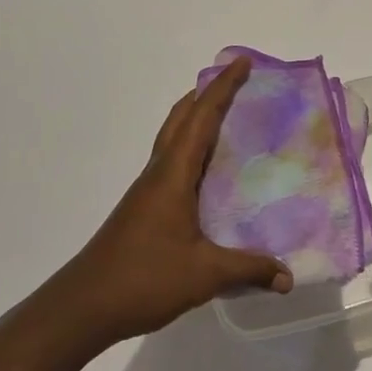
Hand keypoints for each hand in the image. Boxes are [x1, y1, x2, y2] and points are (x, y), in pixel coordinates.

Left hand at [50, 55, 291, 347]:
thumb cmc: (143, 279)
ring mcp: (148, 189)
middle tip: (236, 81)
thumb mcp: (203, 275)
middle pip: (181, 118)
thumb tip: (288, 276)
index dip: (223, 88)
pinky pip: (171, 159)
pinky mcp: (144, 207)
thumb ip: (248, 270)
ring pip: (172, 137)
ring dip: (195, 117)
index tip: (242, 63)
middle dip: (207, 94)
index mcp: (173, 174)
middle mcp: (159, 172)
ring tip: (225, 114)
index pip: (201, 118)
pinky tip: (206, 168)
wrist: (83, 306)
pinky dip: (190, 145)